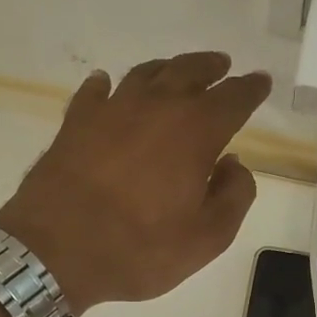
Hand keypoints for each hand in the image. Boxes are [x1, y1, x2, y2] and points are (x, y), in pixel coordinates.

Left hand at [0, 52, 269, 309]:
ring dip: (167, 70)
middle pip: (189, 72)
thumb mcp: (206, 238)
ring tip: (177, 72)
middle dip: (211, 68)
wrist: (55, 251)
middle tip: (222, 66)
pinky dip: (107, 86)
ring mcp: (111, 110)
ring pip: (145, 75)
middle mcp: (156, 108)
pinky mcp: (75, 123)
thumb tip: (234, 164)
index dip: (250, 89)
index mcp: (195, 132)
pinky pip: (95, 92)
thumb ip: (233, 197)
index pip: (233, 99)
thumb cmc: (139, 249)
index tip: (261, 82)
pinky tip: (107, 85)